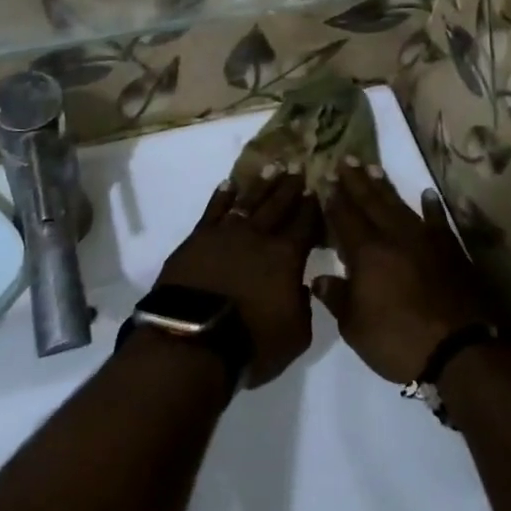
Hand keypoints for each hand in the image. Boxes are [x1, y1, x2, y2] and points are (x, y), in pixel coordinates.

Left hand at [155, 165, 319, 386]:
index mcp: (286, 257)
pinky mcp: (198, 238)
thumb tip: (303, 286)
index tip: (317, 189)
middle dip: (290, 187)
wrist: (192, 340)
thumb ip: (305, 305)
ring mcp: (226, 233)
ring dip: (262, 184)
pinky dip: (223, 195)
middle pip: (278, 205)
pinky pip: (214, 209)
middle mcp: (259, 236)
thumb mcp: (296, 334)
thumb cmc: (251, 343)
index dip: (312, 207)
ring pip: (249, 201)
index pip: (305, 224)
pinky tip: (229, 184)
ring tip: (272, 167)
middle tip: (298, 168)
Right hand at [314, 158, 493, 383]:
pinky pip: (439, 221)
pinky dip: (433, 207)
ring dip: (386, 187)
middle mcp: (394, 236)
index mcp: (367, 253)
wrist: (461, 349)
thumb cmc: (399, 341)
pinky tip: (428, 194)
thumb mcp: (356, 328)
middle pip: (371, 202)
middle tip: (346, 159)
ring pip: (400, 206)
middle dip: (356, 181)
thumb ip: (337, 299)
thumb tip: (319, 279)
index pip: (345, 218)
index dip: (334, 199)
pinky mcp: (451, 250)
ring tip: (374, 168)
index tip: (325, 179)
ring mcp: (425, 240)